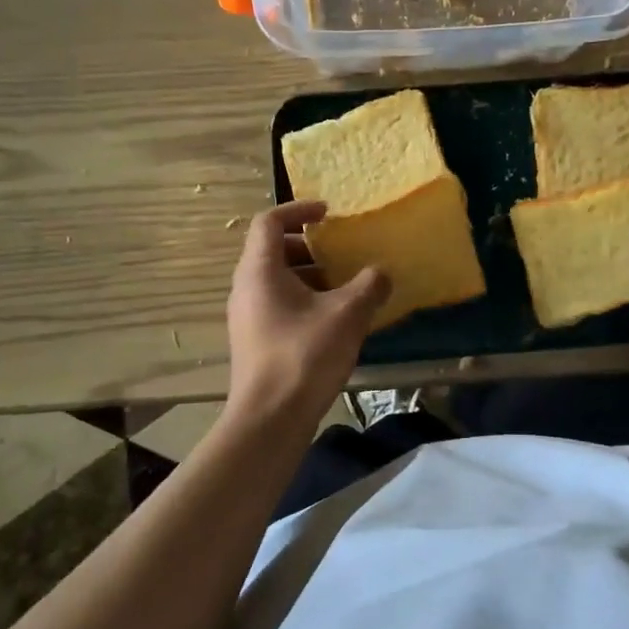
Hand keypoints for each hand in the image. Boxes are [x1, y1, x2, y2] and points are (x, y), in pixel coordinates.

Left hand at [226, 201, 388, 427]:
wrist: (270, 418)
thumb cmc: (304, 355)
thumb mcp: (347, 315)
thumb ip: (369, 286)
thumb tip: (382, 272)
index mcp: (260, 270)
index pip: (269, 221)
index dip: (298, 210)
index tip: (328, 214)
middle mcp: (246, 287)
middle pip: (271, 249)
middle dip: (308, 245)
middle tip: (339, 252)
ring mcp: (247, 316)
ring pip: (276, 280)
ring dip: (309, 275)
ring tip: (344, 286)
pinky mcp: (254, 340)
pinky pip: (277, 304)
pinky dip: (303, 299)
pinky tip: (333, 320)